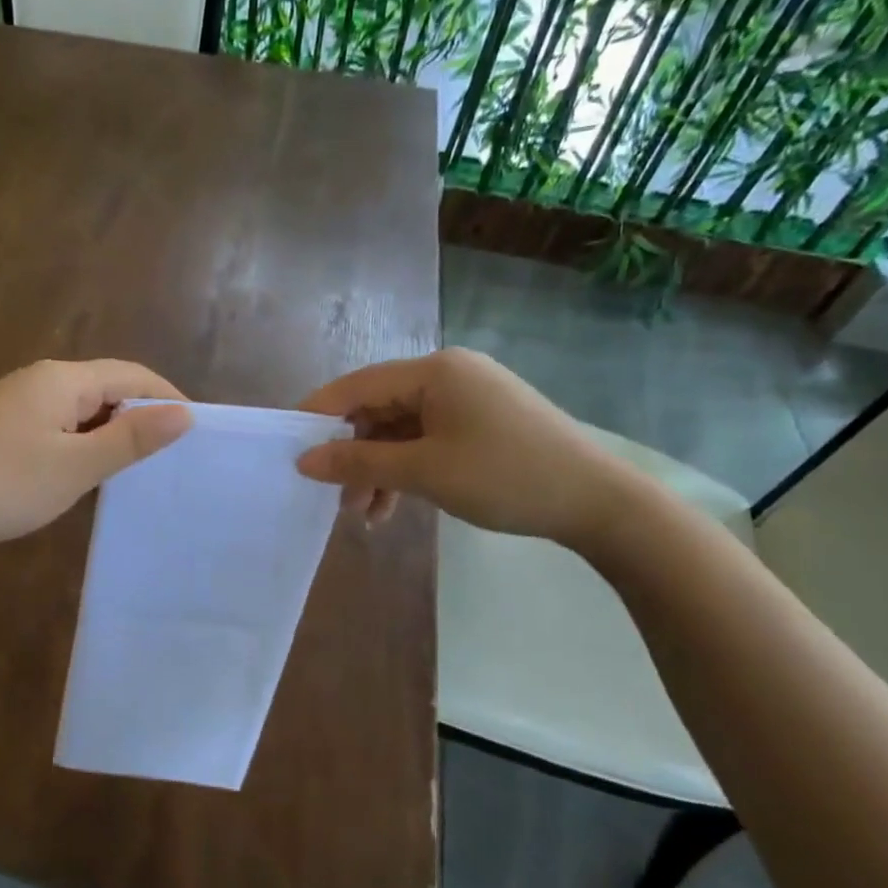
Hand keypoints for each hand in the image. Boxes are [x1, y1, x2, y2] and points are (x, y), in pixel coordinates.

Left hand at [0, 359, 192, 565]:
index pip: (131, 374)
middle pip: (107, 388)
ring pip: (82, 412)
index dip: (167, 397)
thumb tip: (184, 413)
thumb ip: (132, 437)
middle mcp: (41, 382)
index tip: (197, 430)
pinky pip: (59, 429)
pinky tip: (93, 475)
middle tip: (173, 456)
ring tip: (142, 468)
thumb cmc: (3, 485)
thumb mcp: (77, 465)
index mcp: (61, 379)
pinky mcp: (6, 433)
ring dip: (112, 434)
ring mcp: (19, 407)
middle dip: (141, 416)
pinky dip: (83, 446)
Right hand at [296, 348, 637, 546]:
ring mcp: (467, 399)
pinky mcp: (480, 423)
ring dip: (378, 470)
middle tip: (334, 497)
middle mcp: (448, 375)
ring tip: (363, 516)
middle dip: (353, 455)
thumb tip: (303, 460)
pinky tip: (393, 507)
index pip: (357, 385)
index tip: (289, 447)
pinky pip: (426, 440)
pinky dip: (406, 471)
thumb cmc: (504, 477)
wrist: (598, 503)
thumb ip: (359, 461)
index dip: (318, 415)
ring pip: (401, 431)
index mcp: (434, 371)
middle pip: (378, 409)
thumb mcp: (424, 472)